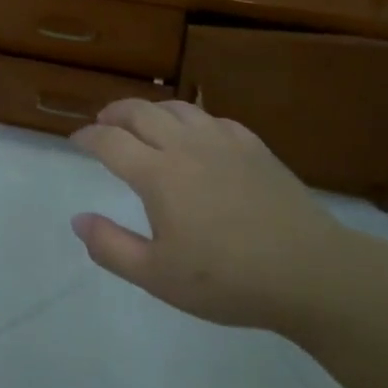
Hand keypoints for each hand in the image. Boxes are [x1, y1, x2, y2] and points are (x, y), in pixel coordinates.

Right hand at [70, 98, 365, 338]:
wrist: (311, 273)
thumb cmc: (228, 280)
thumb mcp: (158, 277)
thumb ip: (111, 247)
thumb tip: (78, 220)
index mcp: (158, 174)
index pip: (110, 141)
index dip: (87, 136)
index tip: (76, 140)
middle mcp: (185, 146)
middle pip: (139, 111)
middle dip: (114, 113)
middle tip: (102, 122)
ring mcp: (223, 141)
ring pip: (177, 108)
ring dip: (150, 110)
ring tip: (142, 122)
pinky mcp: (254, 147)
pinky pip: (213, 118)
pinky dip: (191, 119)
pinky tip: (195, 135)